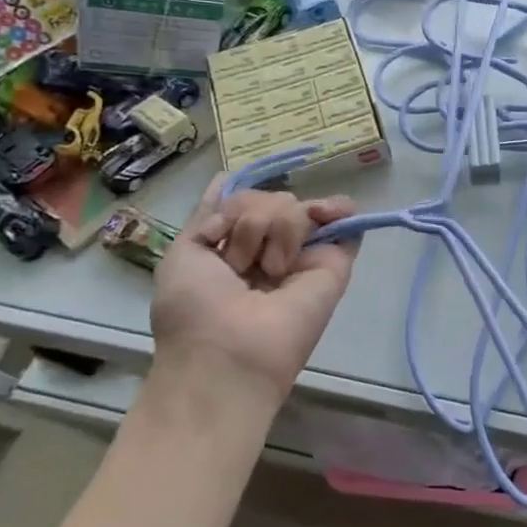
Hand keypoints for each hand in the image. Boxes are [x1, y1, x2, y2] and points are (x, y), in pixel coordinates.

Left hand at [150, 179, 360, 403]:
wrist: (231, 350)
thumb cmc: (196, 308)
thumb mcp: (184, 253)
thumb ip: (209, 215)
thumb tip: (226, 176)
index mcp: (234, 249)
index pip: (243, 203)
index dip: (236, 203)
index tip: (223, 224)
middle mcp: (271, 248)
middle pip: (267, 199)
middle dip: (247, 224)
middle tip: (239, 264)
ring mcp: (304, 254)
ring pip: (296, 206)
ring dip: (273, 231)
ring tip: (270, 270)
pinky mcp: (335, 262)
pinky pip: (342, 218)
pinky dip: (338, 208)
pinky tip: (325, 213)